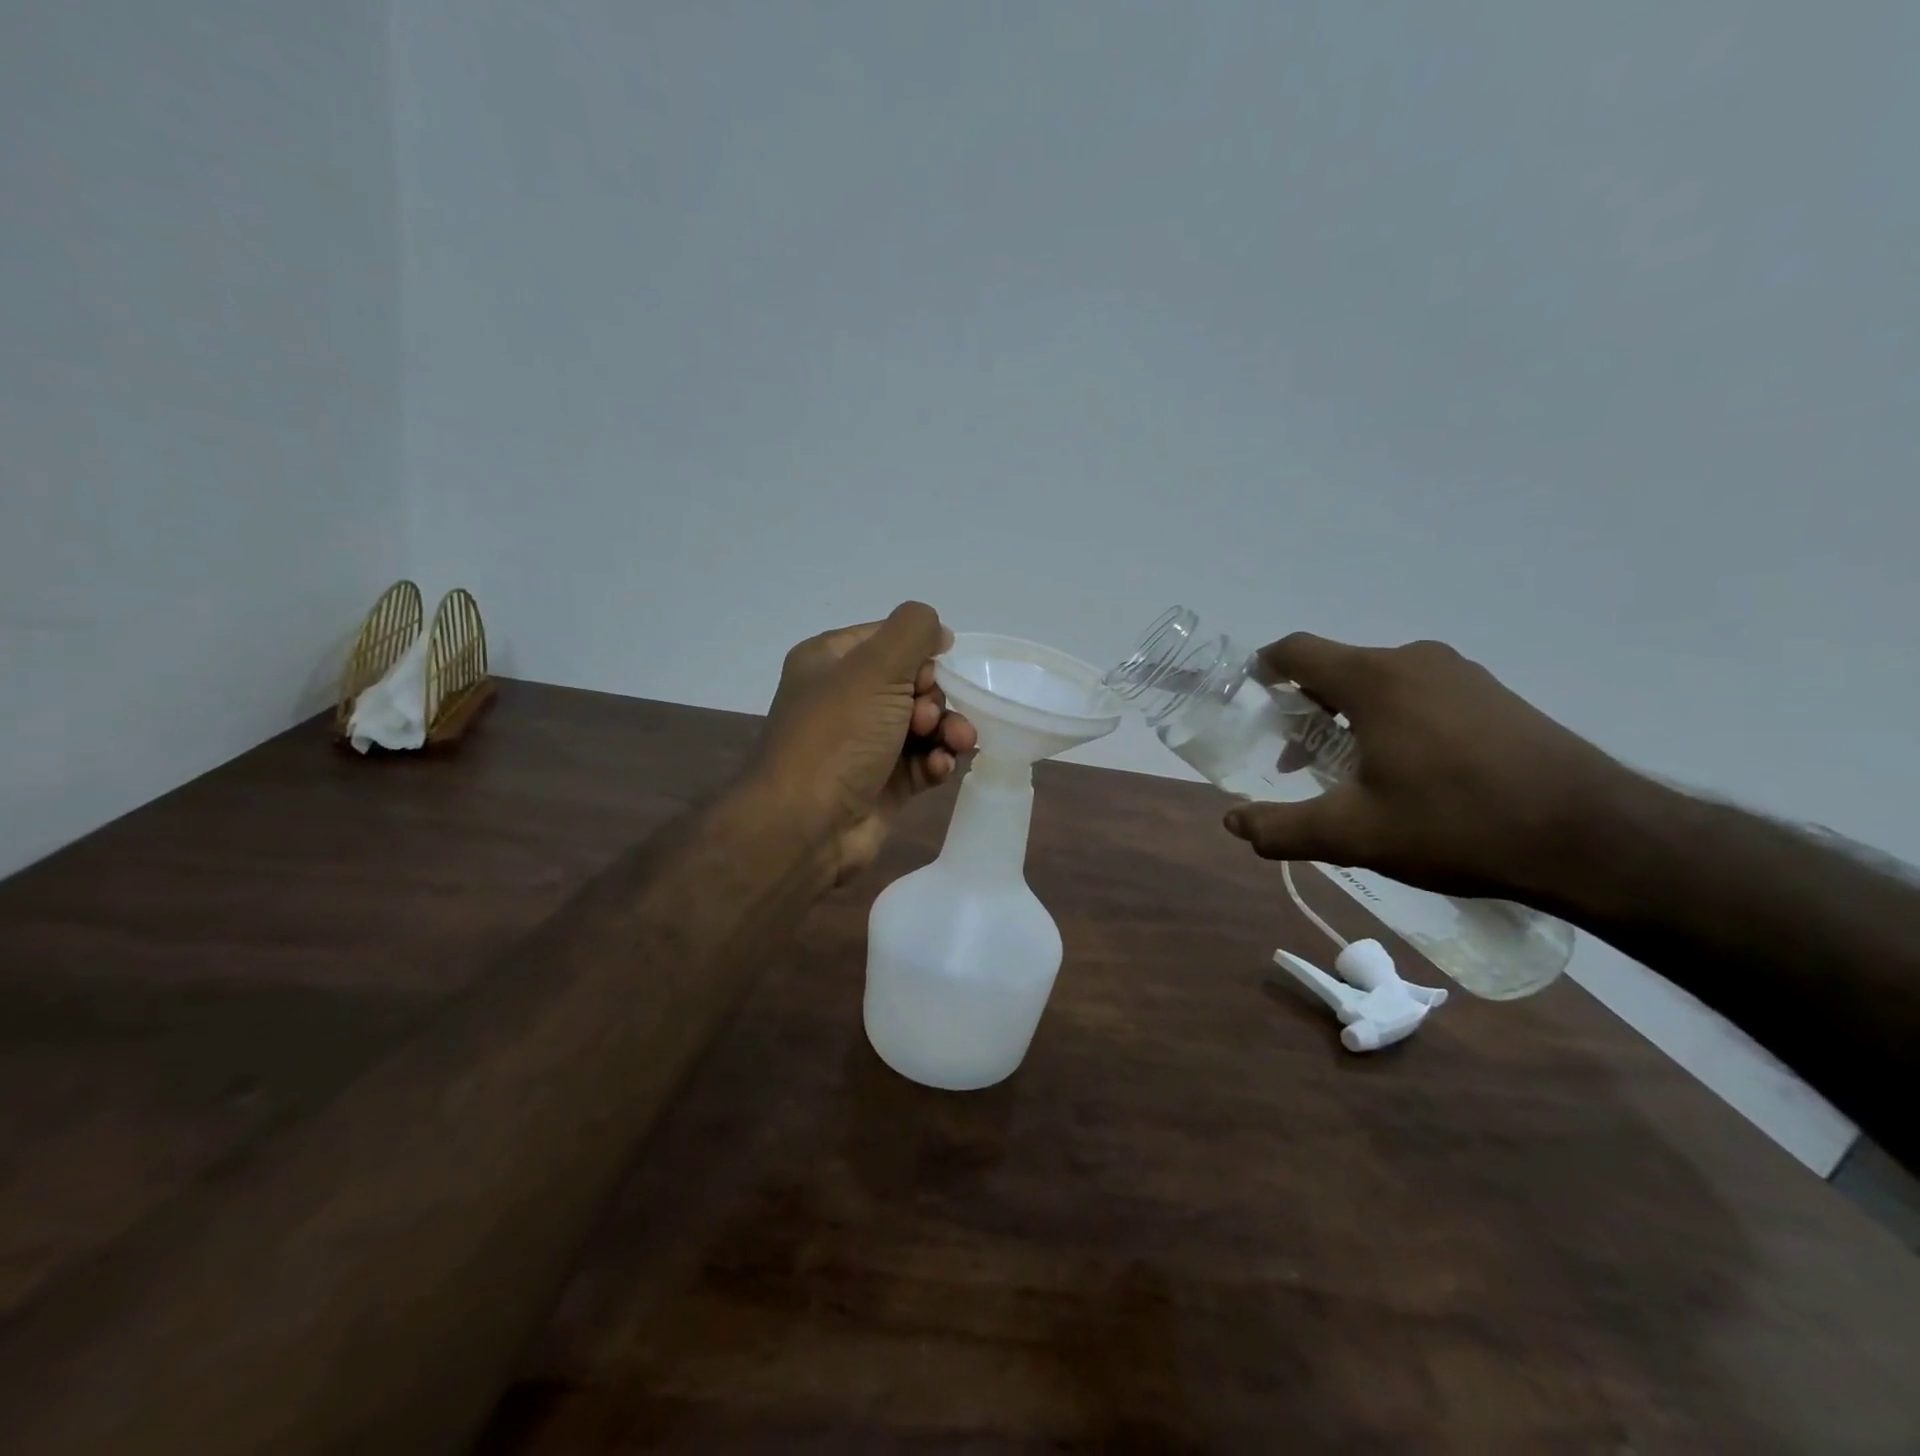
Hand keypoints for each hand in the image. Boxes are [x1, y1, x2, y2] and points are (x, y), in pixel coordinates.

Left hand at [759, 601, 977, 883]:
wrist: (805, 826)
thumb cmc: (838, 736)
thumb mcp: (875, 667)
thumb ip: (913, 631)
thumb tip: (938, 631)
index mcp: (831, 661)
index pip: (890, 638)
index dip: (919, 653)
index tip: (929, 675)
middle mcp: (846, 699)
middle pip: (912, 683)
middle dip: (934, 698)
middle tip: (925, 718)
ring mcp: (864, 744)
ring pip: (924, 724)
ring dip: (947, 730)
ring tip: (956, 744)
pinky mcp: (883, 783)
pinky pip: (922, 762)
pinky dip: (936, 762)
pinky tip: (940, 770)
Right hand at [1223, 635, 1637, 900]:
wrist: (1597, 838)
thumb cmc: (1457, 824)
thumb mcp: (1354, 834)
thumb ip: (1282, 828)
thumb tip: (1233, 824)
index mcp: (1374, 679)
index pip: (1297, 651)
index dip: (1264, 669)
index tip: (1251, 697)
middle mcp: (1415, 660)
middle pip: (1338, 668)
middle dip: (1307, 708)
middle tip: (1299, 759)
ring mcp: (1462, 675)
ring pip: (1382, 683)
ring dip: (1351, 717)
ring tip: (1352, 772)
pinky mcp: (1496, 696)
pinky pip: (1422, 694)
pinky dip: (1395, 720)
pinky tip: (1410, 772)